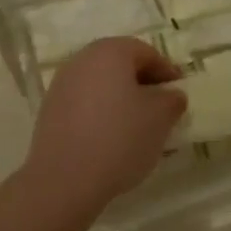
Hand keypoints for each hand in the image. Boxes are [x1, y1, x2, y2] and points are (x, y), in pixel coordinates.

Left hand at [26, 38, 187, 210]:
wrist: (64, 179)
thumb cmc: (119, 138)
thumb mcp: (160, 118)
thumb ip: (172, 99)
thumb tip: (171, 95)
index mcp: (110, 51)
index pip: (146, 53)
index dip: (167, 72)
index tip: (180, 94)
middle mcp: (82, 60)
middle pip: (121, 65)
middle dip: (144, 85)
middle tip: (162, 109)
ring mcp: (62, 85)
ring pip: (102, 86)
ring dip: (122, 100)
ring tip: (139, 128)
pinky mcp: (50, 111)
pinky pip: (85, 104)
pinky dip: (102, 114)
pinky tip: (113, 140)